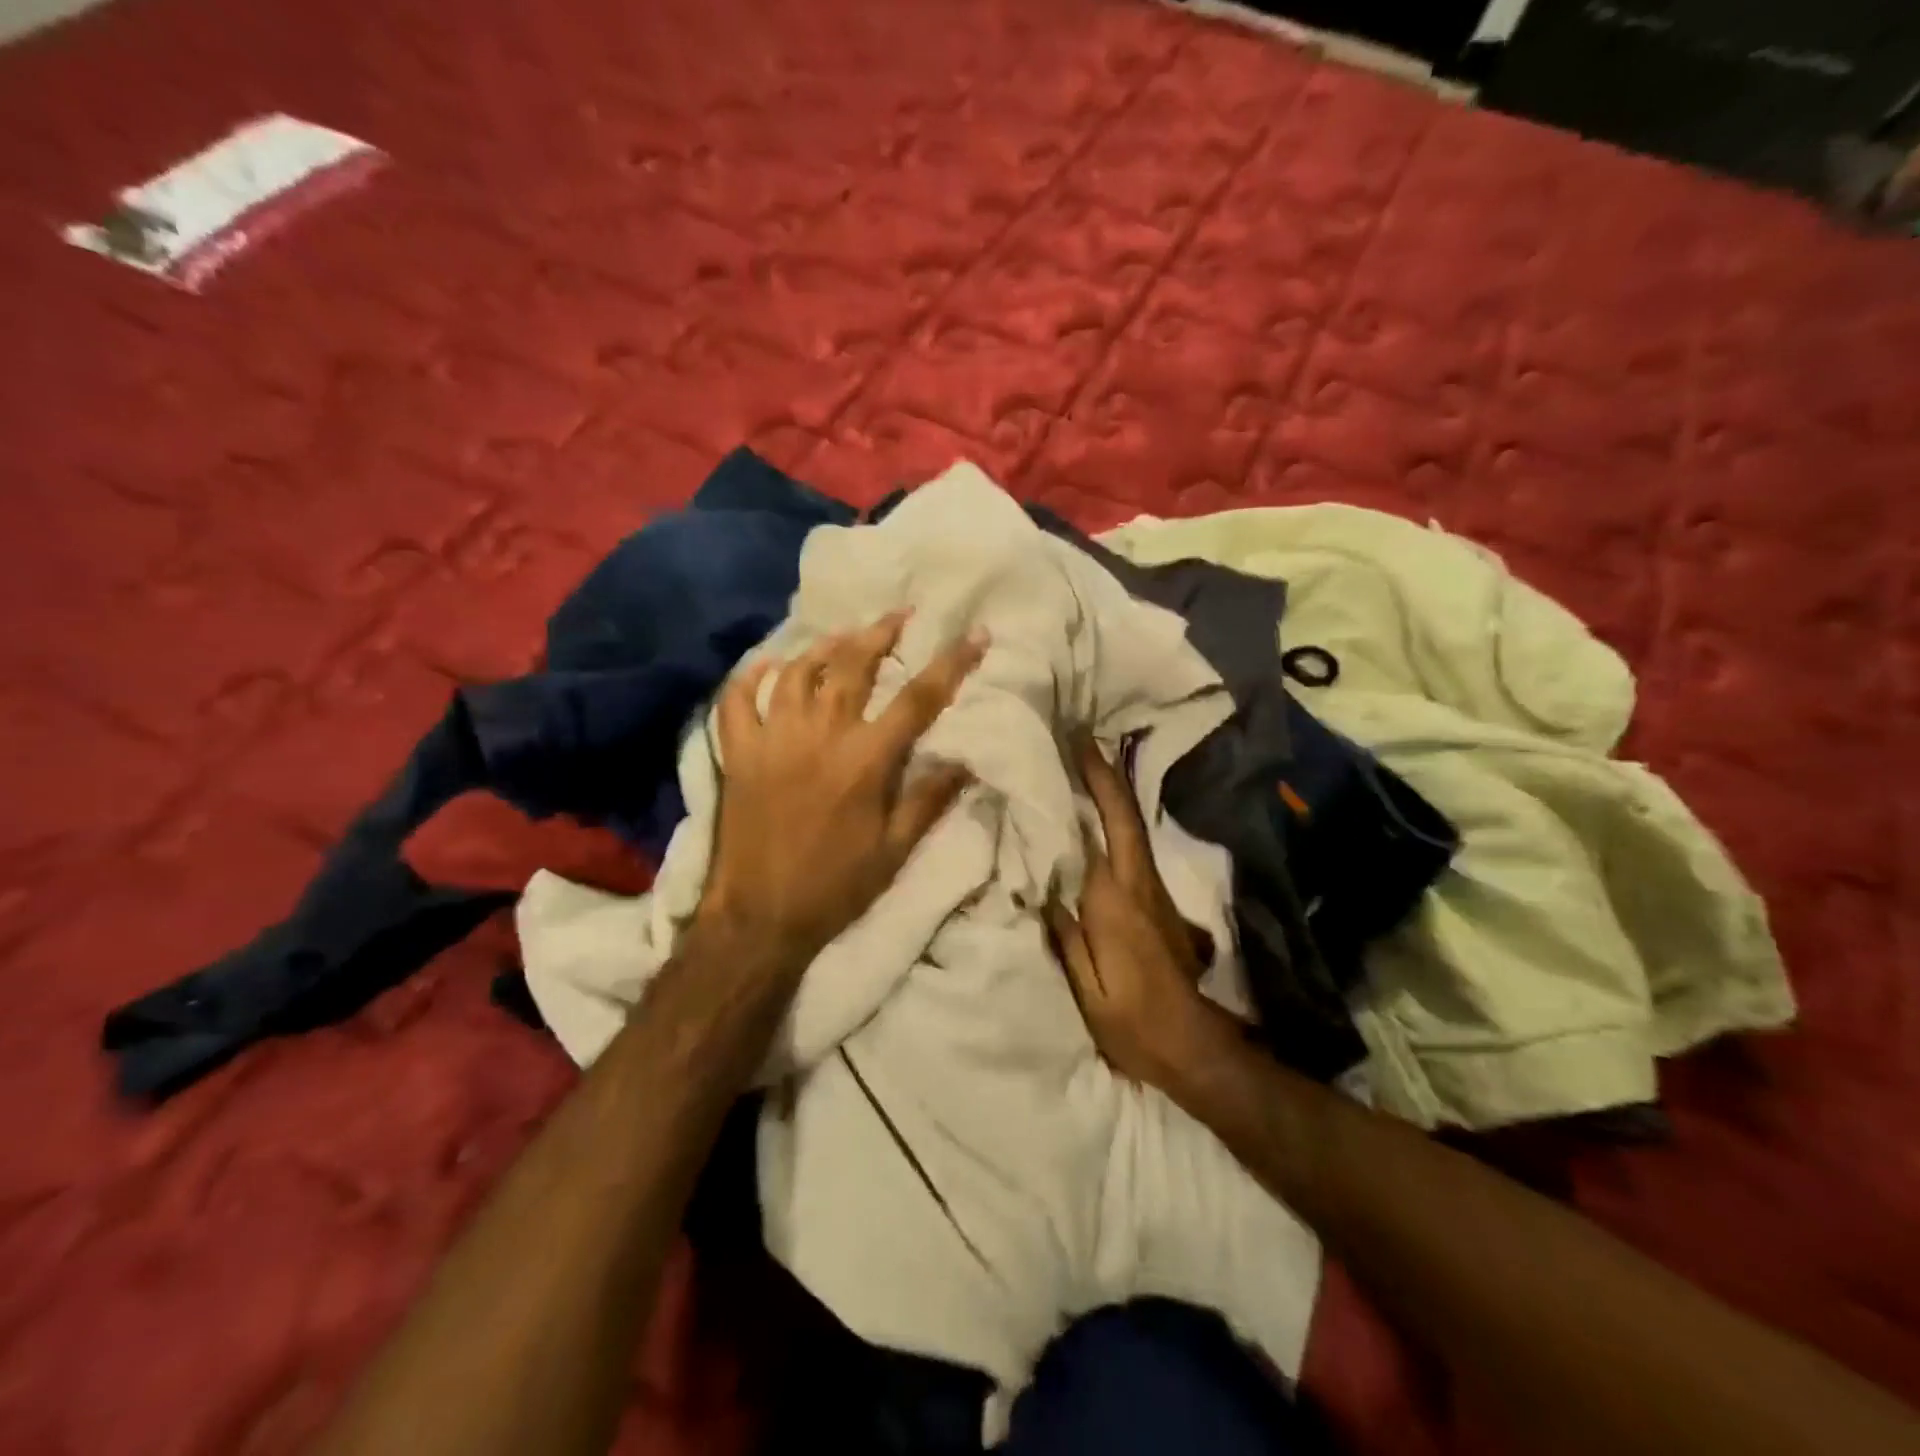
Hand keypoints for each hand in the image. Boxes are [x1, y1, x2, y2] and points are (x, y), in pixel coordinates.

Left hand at [701, 611, 984, 966]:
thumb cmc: (835, 886)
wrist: (760, 917)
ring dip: (824, 646)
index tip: (975, 634)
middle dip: (881, 633)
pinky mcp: (738, 753)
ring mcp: (773, 740)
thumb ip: (929, 800)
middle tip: (899, 615)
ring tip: (843, 636)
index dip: (951, 663)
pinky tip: (767, 665)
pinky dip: (750, 677)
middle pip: (852, 665)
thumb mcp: (895, 851)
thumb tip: (966, 760)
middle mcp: (819, 736)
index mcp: (865, 761)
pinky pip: (737, 700)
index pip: (917, 699)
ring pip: (797, 672)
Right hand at [1047, 735, 1229, 1091]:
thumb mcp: (1087, 990)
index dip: (1093, 786)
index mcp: (1116, 902)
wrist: (1192, 1045)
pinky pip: (1133, 849)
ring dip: (1113, 794)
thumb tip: (1044, 887)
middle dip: (1106, 775)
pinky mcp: (1159, 904)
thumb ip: (1066, 935)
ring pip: (1133, 830)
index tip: (1076, 747)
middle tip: (1083, 739)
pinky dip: (1118, 822)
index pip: (1102, 830)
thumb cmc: (1132, 1022)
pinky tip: (1101, 817)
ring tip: (1086, 767)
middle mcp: (1139, 885)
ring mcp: (1154, 892)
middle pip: (1125, 818)